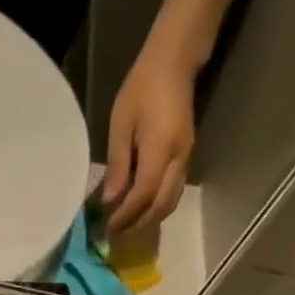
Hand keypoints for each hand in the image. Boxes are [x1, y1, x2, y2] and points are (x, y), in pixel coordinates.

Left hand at [101, 17, 201, 235]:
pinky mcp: (187, 156)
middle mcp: (179, 157)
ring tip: (125, 225)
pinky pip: (174, 190)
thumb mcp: (121, 125)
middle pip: (162, 205)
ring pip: (171, 201)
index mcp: (161, 148)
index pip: (144, 194)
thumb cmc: (142, 88)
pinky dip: (157, 205)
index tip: (107, 227)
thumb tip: (110, 200)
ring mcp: (187, 157)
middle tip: (114, 233)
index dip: (126, 215)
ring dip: (149, 218)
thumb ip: (118, 165)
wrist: (175, 61)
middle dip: (138, 224)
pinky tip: (139, 208)